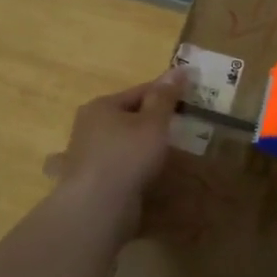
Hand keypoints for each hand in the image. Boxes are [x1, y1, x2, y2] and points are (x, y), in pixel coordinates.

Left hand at [44, 70, 183, 219]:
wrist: (97, 207)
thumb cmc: (127, 156)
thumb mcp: (153, 123)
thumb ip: (165, 97)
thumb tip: (179, 69)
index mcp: (101, 106)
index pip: (139, 91)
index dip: (165, 93)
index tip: (188, 99)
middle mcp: (89, 126)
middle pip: (128, 116)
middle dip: (153, 121)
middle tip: (180, 129)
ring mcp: (87, 154)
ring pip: (123, 142)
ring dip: (142, 146)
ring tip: (167, 153)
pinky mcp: (91, 180)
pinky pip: (119, 165)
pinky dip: (133, 166)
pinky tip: (146, 174)